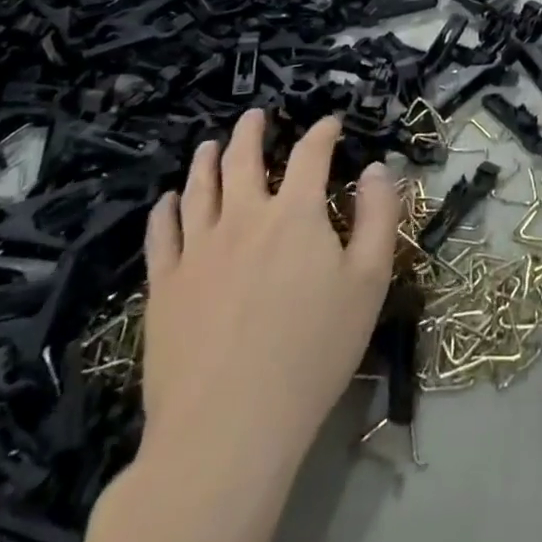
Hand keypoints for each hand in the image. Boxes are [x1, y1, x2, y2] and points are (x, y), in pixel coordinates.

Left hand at [141, 112, 398, 467]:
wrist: (228, 426)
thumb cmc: (312, 351)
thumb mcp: (369, 281)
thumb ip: (379, 216)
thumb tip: (377, 168)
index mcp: (295, 213)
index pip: (310, 154)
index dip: (322, 133)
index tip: (330, 124)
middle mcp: (243, 217)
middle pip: (243, 158)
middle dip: (252, 131)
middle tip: (256, 115)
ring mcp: (197, 250)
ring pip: (198, 188)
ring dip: (207, 159)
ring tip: (211, 145)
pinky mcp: (165, 285)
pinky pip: (162, 233)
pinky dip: (167, 208)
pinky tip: (169, 201)